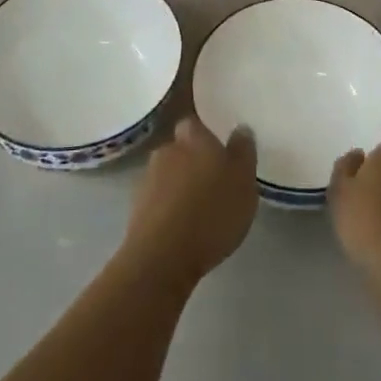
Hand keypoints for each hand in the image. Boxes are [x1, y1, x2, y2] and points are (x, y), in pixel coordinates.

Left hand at [122, 117, 258, 284]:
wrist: (162, 257)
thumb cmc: (211, 213)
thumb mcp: (244, 182)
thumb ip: (243, 152)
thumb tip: (240, 129)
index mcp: (193, 137)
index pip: (195, 123)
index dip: (205, 134)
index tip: (217, 148)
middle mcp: (167, 150)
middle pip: (180, 148)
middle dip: (193, 160)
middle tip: (213, 180)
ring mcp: (147, 179)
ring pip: (168, 174)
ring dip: (180, 185)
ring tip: (199, 208)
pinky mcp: (136, 209)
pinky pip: (158, 200)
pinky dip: (168, 207)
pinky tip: (182, 226)